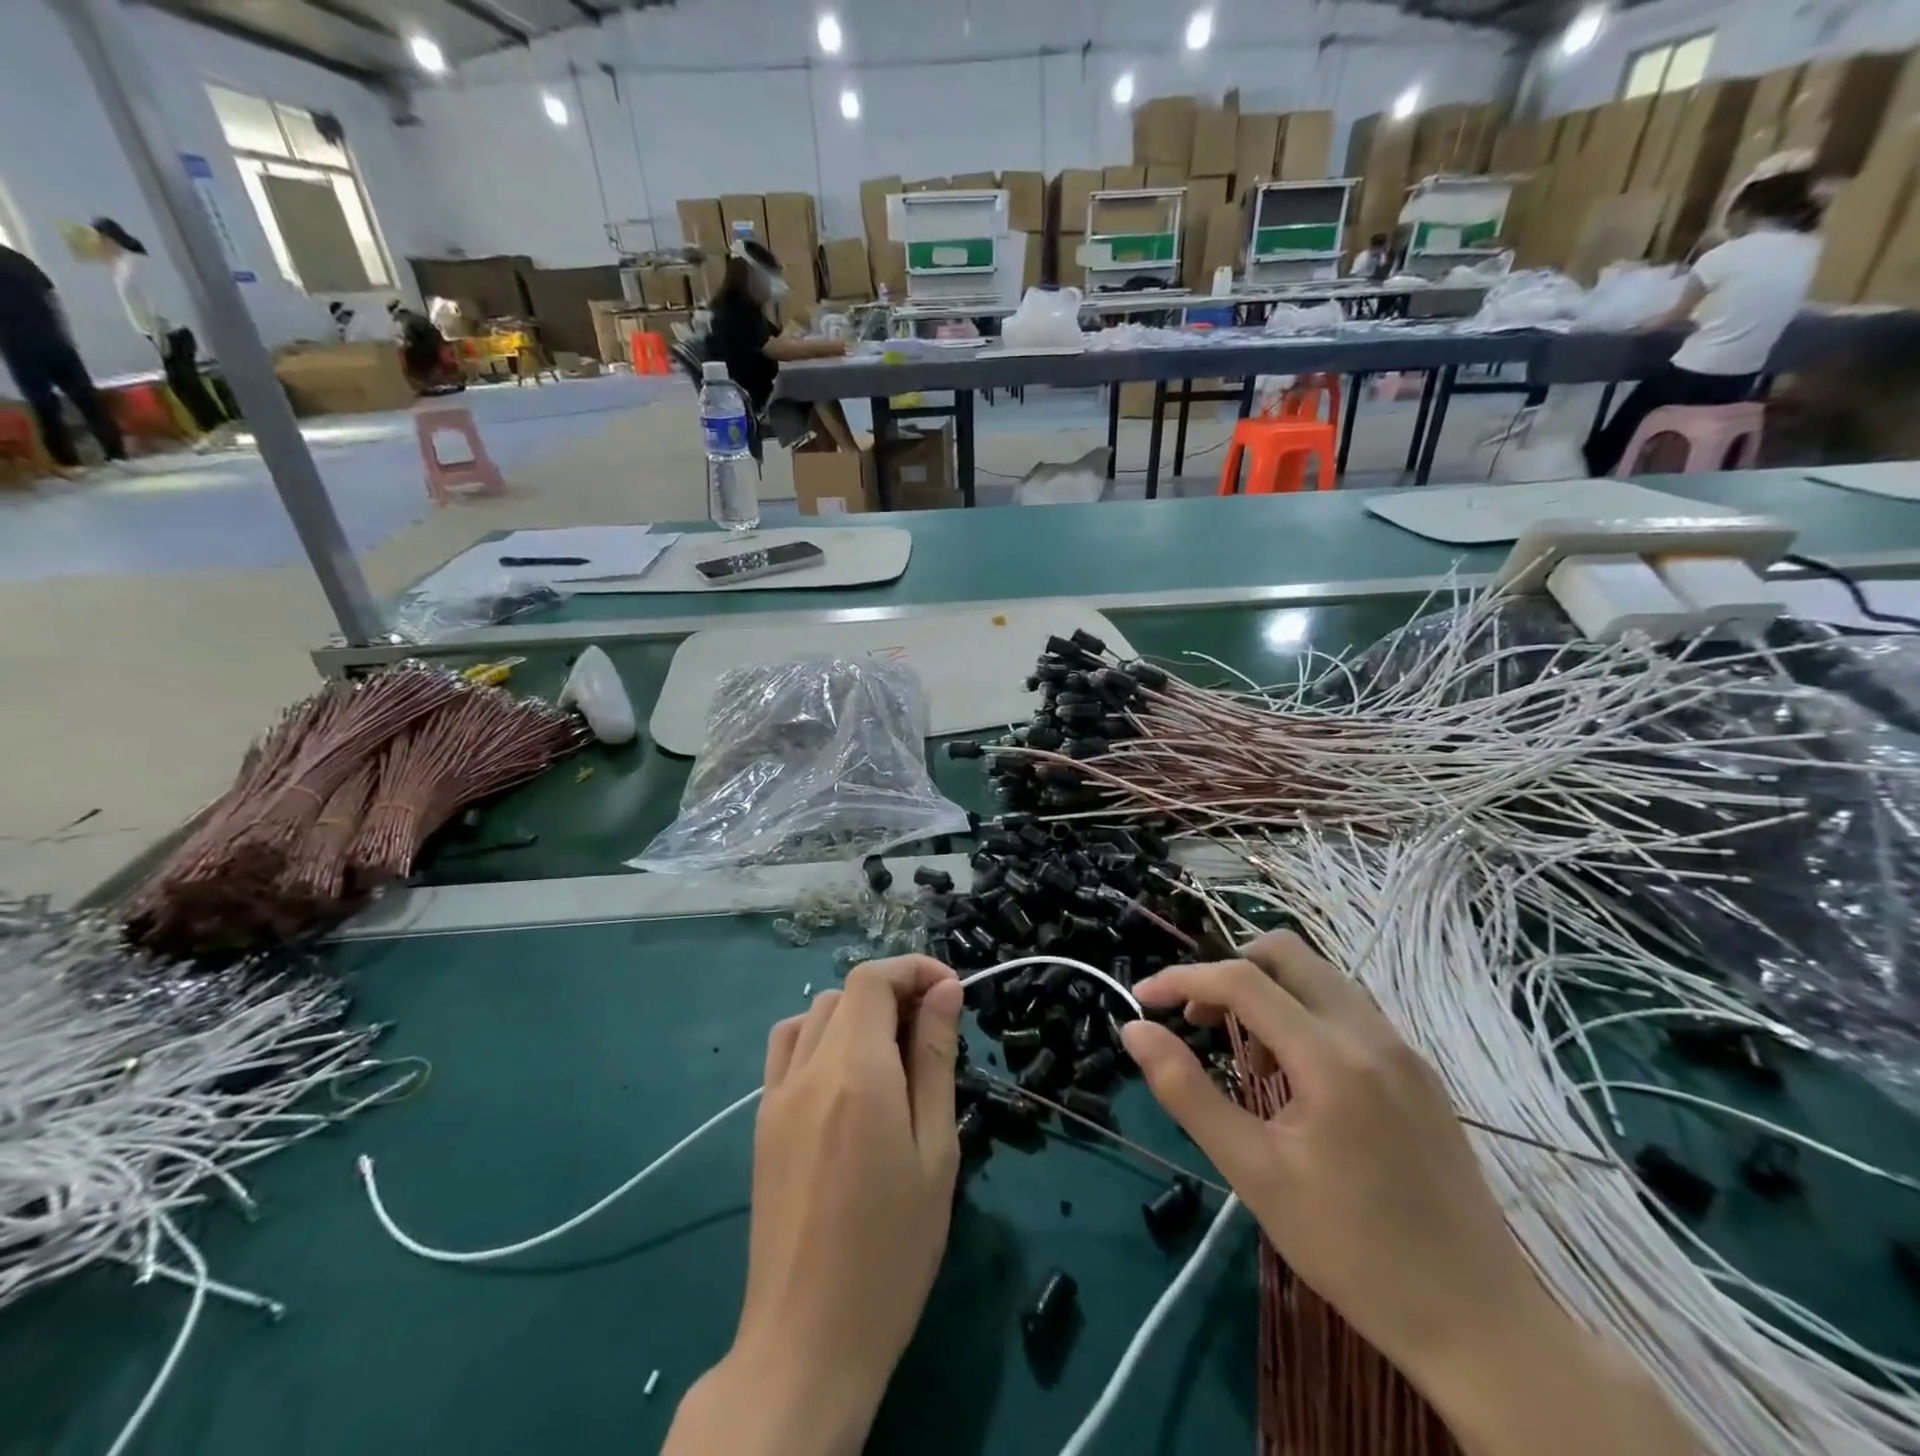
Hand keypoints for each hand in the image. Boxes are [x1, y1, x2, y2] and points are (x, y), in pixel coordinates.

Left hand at [667, 957, 961, 1455]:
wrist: (807, 1340)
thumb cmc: (892, 1249)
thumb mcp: (935, 1151)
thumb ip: (936, 1059)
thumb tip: (945, 991)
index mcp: (855, 1071)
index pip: (873, 979)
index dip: (914, 969)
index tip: (951, 991)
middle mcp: (809, 1069)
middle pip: (846, 992)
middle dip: (893, 993)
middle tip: (932, 1034)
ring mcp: (777, 1095)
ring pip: (815, 1015)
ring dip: (856, 1014)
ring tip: (892, 1056)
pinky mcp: (762, 1123)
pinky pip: (788, 1049)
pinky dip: (821, 1037)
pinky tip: (847, 1080)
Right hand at [1120, 932, 1699, 1455]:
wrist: (1480, 1323)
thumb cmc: (1353, 1251)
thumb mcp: (1254, 1174)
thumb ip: (1187, 1092)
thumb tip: (1135, 1030)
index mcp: (1331, 1058)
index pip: (1241, 981)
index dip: (1182, 980)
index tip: (1143, 1000)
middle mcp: (1371, 1034)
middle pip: (1285, 953)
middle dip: (1228, 971)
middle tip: (1201, 1021)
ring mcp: (1403, 1049)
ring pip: (1318, 977)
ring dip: (1267, 992)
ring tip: (1245, 1055)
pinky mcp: (1419, 1070)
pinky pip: (1346, 1009)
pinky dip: (1302, 1014)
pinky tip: (1295, 1076)